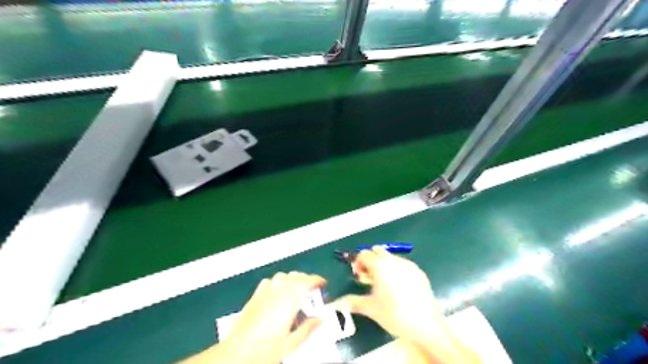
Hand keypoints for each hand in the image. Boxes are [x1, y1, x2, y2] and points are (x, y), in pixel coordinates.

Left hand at [223, 271, 325, 362]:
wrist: (237, 353)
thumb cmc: (265, 350)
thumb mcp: (291, 343)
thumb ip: (307, 329)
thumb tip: (319, 320)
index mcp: (289, 301)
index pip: (306, 282)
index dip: (316, 279)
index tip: (322, 283)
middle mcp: (277, 292)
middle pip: (295, 276)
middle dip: (306, 279)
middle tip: (312, 289)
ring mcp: (264, 293)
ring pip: (282, 276)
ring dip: (292, 279)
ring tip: (297, 289)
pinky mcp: (254, 297)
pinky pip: (268, 281)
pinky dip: (277, 282)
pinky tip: (277, 292)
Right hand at [334, 246, 445, 338]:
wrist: (426, 325)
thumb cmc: (394, 315)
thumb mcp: (370, 308)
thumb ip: (351, 302)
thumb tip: (334, 304)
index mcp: (380, 266)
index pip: (364, 254)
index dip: (358, 262)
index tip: (358, 276)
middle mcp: (394, 261)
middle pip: (377, 251)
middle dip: (370, 261)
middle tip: (369, 278)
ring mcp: (408, 265)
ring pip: (391, 257)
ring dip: (383, 264)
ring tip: (384, 284)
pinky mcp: (419, 272)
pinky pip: (403, 264)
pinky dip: (396, 269)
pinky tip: (399, 287)